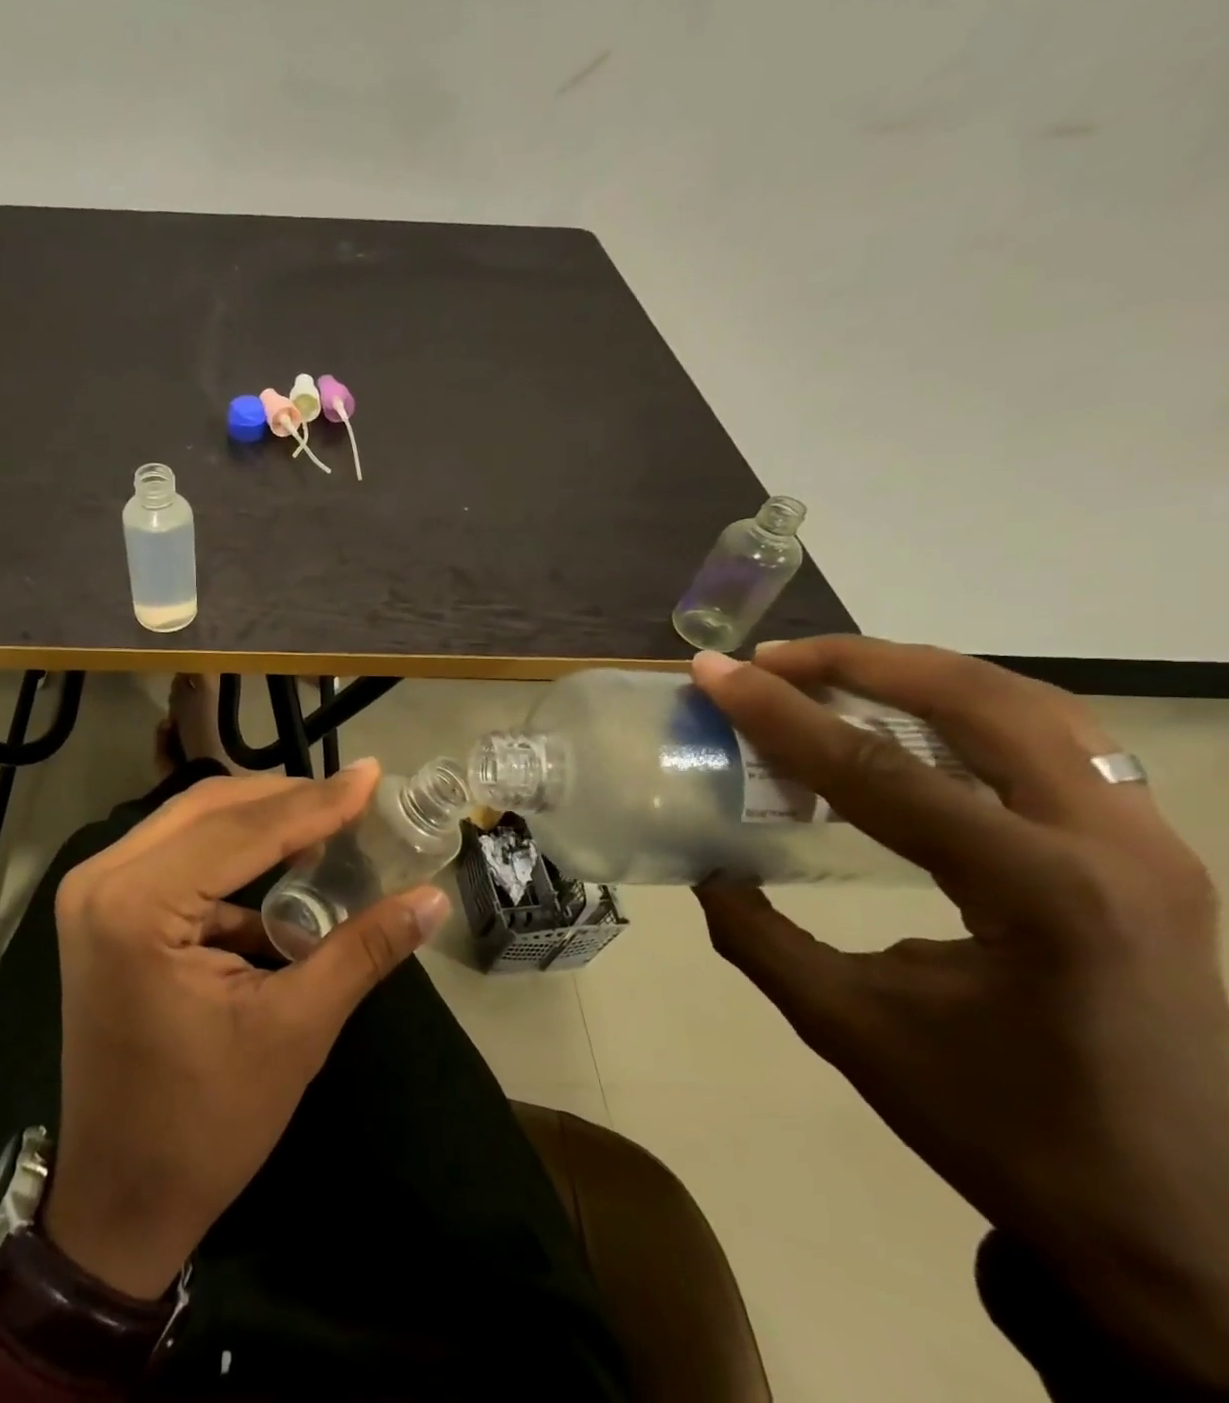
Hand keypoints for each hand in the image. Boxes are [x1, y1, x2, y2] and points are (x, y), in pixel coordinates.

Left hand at [38, 763, 451, 1298]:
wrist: (120, 1197)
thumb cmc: (205, 1124)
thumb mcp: (295, 1031)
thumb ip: (362, 950)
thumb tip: (433, 898)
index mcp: (135, 905)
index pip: (240, 830)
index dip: (315, 802)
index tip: (373, 775)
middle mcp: (101, 879)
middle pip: (208, 809)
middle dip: (285, 799)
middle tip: (353, 797)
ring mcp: (94, 892)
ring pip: (190, 824)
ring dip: (259, 820)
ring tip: (327, 822)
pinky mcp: (103, 909)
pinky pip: (176, 856)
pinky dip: (231, 856)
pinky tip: (283, 870)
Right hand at [691, 637, 1228, 1384]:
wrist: (1179, 1224)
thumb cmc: (1001, 1128)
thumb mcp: (847, 1027)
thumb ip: (758, 934)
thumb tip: (706, 866)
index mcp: (1040, 899)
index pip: (883, 772)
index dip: (781, 715)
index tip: (712, 673)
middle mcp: (1116, 849)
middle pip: (982, 703)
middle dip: (862, 663)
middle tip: (769, 660)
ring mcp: (1154, 846)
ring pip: (1035, 706)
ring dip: (921, 673)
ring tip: (829, 671)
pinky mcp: (1154, 854)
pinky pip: (1059, 742)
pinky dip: (970, 708)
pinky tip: (910, 723)